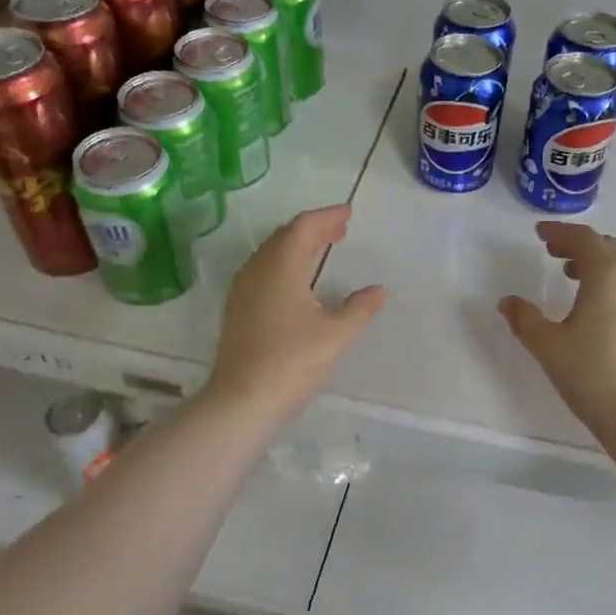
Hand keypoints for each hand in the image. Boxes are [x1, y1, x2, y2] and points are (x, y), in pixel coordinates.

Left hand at [207, 204, 384, 420]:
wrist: (242, 401)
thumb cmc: (292, 362)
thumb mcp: (336, 335)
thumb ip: (359, 309)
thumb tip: (377, 291)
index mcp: (281, 266)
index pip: (304, 227)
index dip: (327, 216)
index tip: (348, 213)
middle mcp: (257, 270)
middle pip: (285, 236)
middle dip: (313, 229)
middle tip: (339, 229)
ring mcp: (243, 290)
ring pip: (271, 254)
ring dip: (298, 246)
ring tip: (322, 249)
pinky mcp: (238, 310)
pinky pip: (263, 271)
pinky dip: (285, 264)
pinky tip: (298, 282)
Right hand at [499, 222, 615, 431]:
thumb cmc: (591, 373)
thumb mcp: (547, 345)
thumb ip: (524, 319)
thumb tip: (508, 302)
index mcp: (607, 275)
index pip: (583, 239)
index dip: (559, 232)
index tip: (539, 233)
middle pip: (607, 247)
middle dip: (579, 244)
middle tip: (552, 251)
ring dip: (597, 262)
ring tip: (571, 275)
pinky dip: (611, 281)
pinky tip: (595, 305)